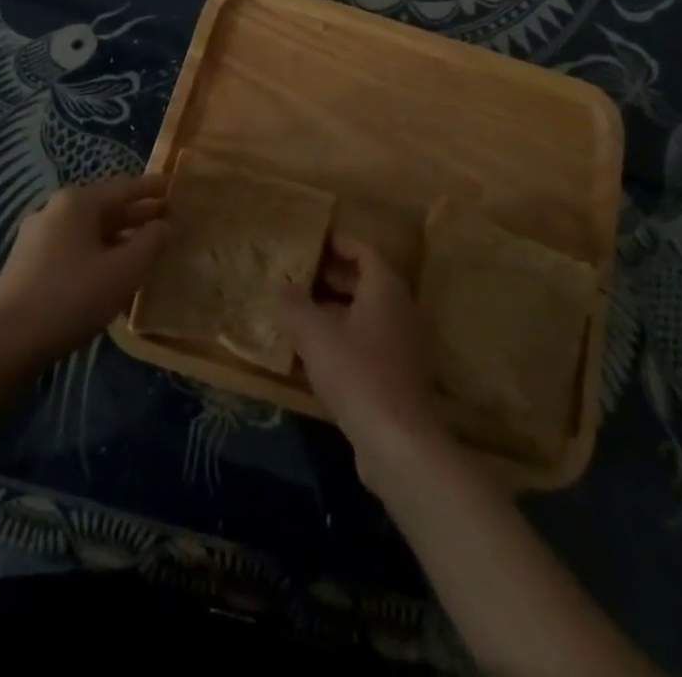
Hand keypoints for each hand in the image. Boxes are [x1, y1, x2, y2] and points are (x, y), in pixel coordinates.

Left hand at [0, 176, 168, 363]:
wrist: (4, 344)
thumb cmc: (72, 298)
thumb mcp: (124, 271)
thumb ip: (150, 242)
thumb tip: (164, 224)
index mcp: (77, 202)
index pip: (125, 187)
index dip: (152, 188)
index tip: (174, 187)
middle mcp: (54, 209)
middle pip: (105, 205)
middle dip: (136, 213)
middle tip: (166, 218)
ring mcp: (36, 236)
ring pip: (87, 228)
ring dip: (117, 235)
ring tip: (143, 246)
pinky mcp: (26, 262)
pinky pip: (72, 246)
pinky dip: (97, 250)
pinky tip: (110, 269)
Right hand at [279, 234, 446, 484]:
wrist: (396, 440)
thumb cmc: (356, 372)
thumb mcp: (314, 334)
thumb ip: (293, 305)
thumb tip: (277, 284)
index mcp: (385, 287)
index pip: (363, 251)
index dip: (338, 244)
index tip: (312, 242)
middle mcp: (401, 307)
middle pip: (366, 281)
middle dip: (333, 276)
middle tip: (300, 276)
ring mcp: (404, 342)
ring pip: (366, 313)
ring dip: (336, 309)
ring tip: (301, 313)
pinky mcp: (399, 374)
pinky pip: (369, 341)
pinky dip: (345, 338)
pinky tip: (317, 353)